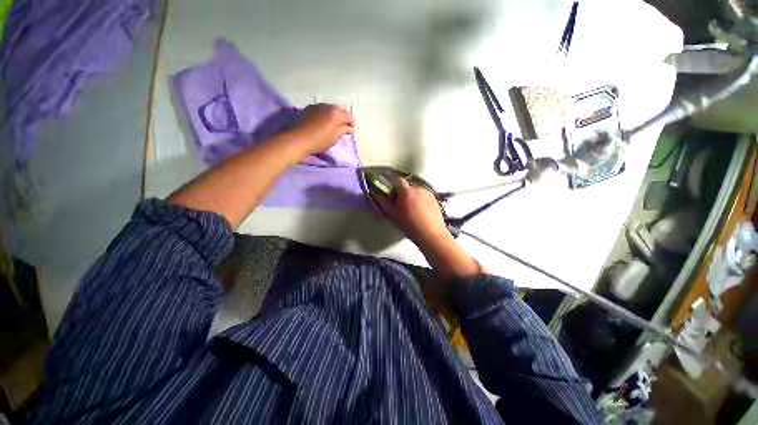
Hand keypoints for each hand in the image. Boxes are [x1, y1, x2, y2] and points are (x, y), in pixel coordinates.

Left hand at [289, 103, 354, 155]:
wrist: (298, 139)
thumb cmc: (320, 140)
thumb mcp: (335, 137)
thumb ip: (344, 130)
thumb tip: (351, 128)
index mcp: (336, 113)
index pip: (348, 116)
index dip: (351, 123)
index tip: (352, 130)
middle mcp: (327, 106)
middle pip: (338, 110)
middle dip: (342, 118)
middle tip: (342, 128)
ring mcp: (316, 106)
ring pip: (329, 109)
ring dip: (332, 116)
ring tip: (332, 125)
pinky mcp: (308, 109)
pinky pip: (320, 110)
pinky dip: (324, 115)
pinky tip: (322, 123)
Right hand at [374, 177, 451, 248]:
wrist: (431, 235)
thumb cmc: (410, 226)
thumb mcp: (392, 214)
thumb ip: (383, 201)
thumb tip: (376, 193)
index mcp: (406, 191)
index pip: (397, 180)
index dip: (392, 185)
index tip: (389, 191)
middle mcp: (418, 189)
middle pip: (407, 186)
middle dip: (402, 192)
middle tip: (399, 204)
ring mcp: (428, 193)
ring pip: (416, 191)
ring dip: (412, 196)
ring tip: (410, 210)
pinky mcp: (435, 199)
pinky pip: (424, 196)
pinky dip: (420, 200)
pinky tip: (419, 212)